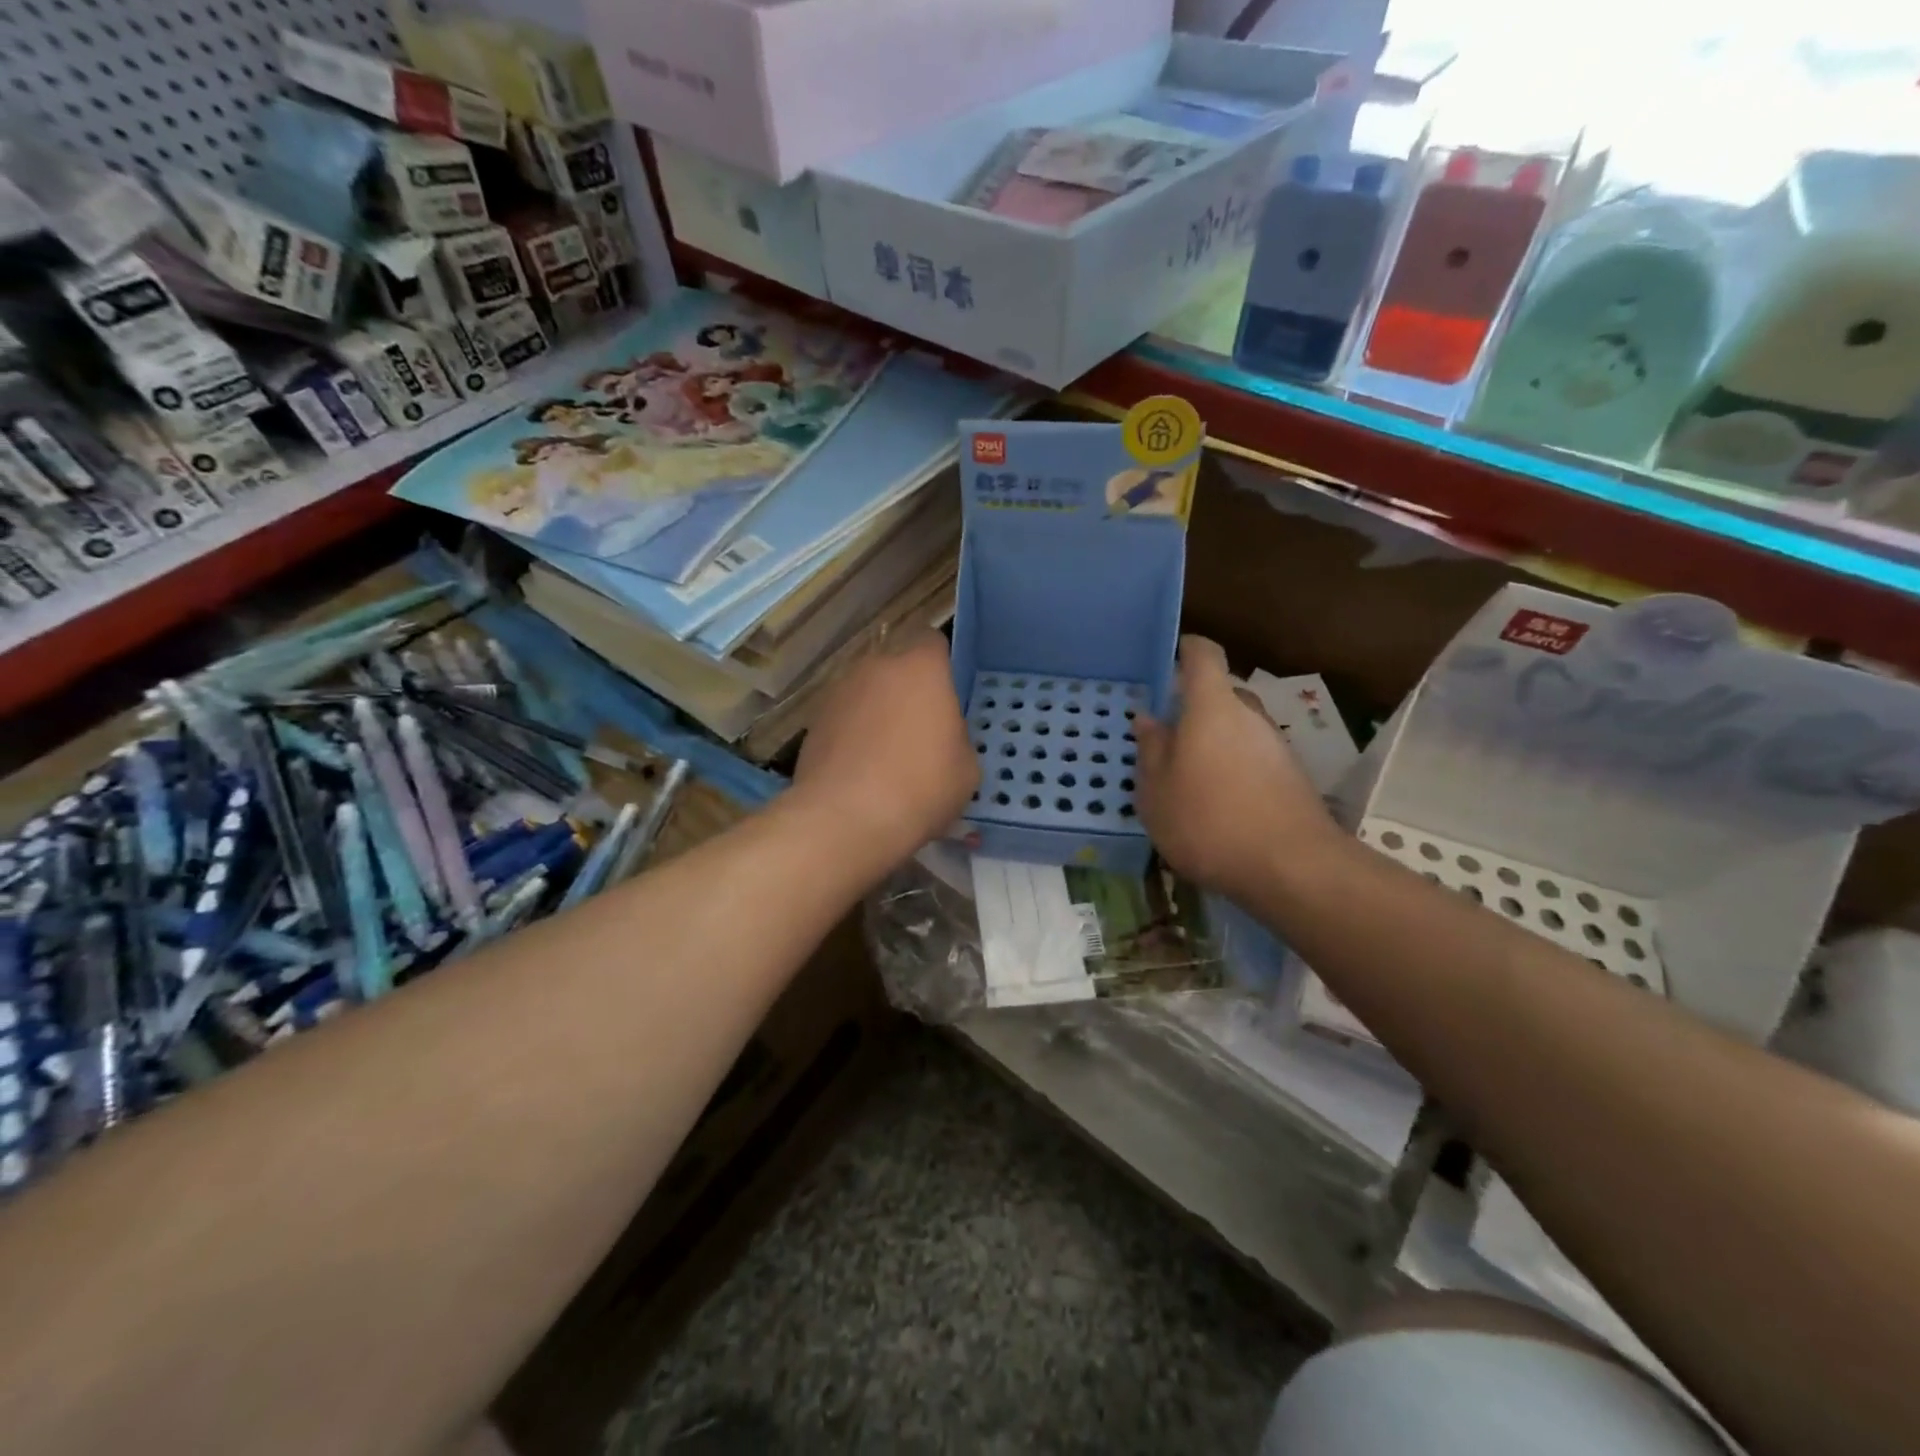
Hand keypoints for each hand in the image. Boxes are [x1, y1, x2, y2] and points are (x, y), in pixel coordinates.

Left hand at [791, 628, 979, 866]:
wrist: (846, 819)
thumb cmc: (921, 787)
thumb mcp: (967, 768)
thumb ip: (956, 737)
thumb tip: (941, 736)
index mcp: (921, 668)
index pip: (933, 642)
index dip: (941, 666)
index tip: (947, 697)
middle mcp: (876, 667)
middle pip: (897, 667)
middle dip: (907, 691)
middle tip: (920, 732)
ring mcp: (838, 692)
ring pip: (867, 692)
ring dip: (877, 712)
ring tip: (886, 757)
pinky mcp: (813, 722)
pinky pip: (844, 719)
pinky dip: (852, 735)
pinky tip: (860, 771)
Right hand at [1134, 636, 1333, 903]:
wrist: (1292, 868)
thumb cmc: (1209, 822)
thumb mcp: (1156, 792)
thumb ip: (1151, 750)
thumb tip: (1149, 719)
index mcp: (1212, 707)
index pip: (1203, 655)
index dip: (1184, 649)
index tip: (1164, 661)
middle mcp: (1248, 715)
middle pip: (1220, 693)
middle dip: (1192, 707)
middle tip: (1164, 736)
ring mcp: (1275, 744)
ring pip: (1236, 727)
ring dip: (1212, 741)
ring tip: (1186, 777)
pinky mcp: (1291, 774)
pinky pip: (1252, 755)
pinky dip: (1231, 766)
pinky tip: (1217, 802)